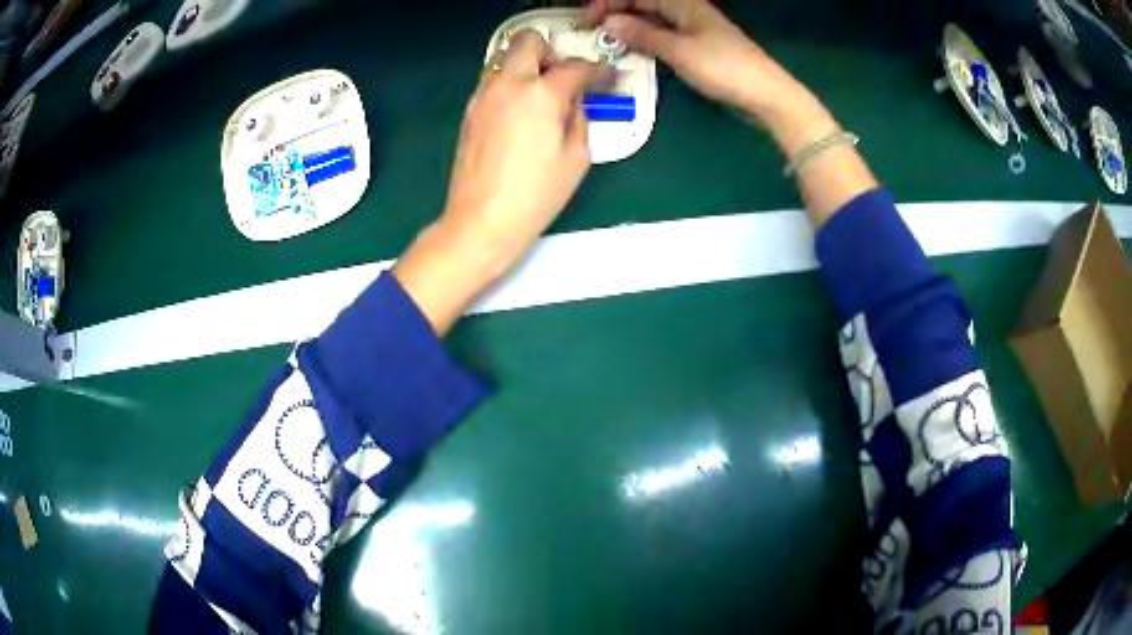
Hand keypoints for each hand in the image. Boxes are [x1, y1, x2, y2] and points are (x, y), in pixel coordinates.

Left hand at [395, 30, 609, 334]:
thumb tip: (575, 101)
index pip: (576, 67)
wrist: (482, 220)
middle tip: (564, 79)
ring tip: (541, 96)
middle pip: (529, 42)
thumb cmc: (536, 195)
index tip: (608, 78)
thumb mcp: (576, 158)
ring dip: (527, 66)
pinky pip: (492, 80)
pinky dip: (510, 83)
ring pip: (505, 58)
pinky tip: (521, 112)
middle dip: (552, 53)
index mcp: (541, 94)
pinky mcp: (470, 110)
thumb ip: (580, 118)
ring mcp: (484, 95)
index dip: (599, 71)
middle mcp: (508, 83)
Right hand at [580, 0, 804, 121]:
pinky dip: (644, 38)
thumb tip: (608, 23)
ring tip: (603, 40)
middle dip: (614, 12)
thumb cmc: (725, 68)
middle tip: (589, 31)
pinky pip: (663, 34)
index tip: (585, 23)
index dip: (607, 4)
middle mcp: (686, 9)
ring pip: (651, 19)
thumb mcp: (680, 51)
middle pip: (642, 3)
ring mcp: (693, 27)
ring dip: (627, 26)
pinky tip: (632, 49)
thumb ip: (643, 35)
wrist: (766, 94)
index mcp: (682, 3)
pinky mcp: (698, 44)